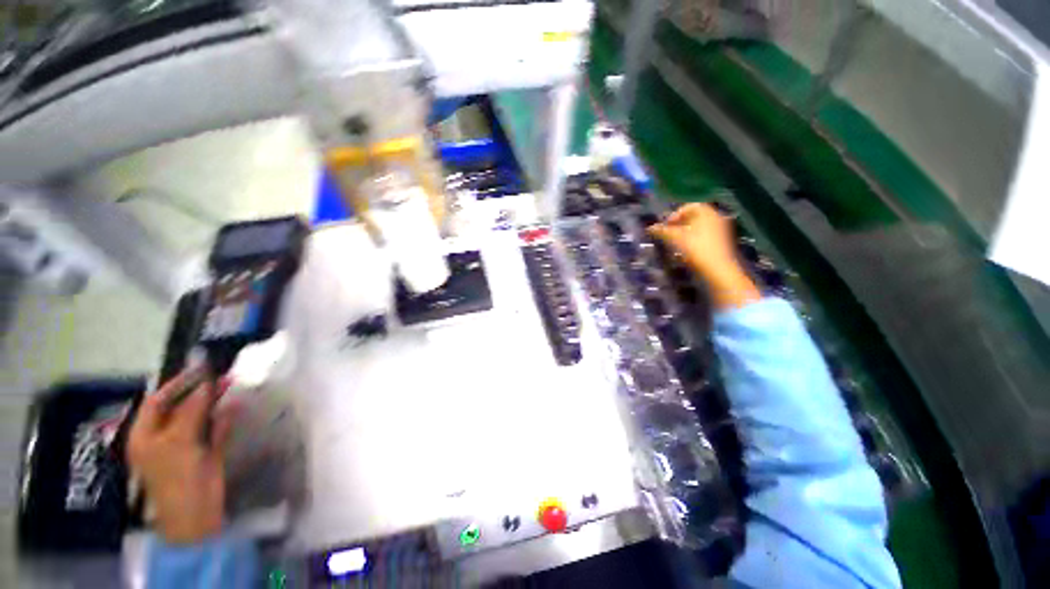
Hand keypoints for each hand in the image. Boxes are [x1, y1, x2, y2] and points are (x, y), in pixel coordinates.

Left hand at [127, 370, 234, 543]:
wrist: (196, 514)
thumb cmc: (176, 477)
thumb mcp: (179, 441)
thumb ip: (192, 411)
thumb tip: (206, 384)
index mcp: (146, 435)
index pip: (157, 402)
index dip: (176, 384)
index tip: (199, 369)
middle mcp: (164, 438)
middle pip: (181, 408)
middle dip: (199, 392)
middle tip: (222, 375)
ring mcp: (186, 446)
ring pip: (200, 417)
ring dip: (214, 402)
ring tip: (231, 384)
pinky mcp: (206, 453)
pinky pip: (214, 430)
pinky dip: (224, 418)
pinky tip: (236, 406)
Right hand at [649, 203, 760, 309]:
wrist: (717, 269)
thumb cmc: (695, 249)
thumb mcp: (675, 238)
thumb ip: (662, 231)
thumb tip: (650, 227)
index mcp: (706, 212)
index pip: (688, 206)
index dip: (674, 215)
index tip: (665, 226)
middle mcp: (715, 217)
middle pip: (694, 216)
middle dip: (679, 224)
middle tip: (668, 234)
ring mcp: (720, 229)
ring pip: (699, 226)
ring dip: (685, 232)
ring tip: (675, 242)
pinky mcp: (721, 241)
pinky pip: (704, 235)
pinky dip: (693, 238)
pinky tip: (686, 249)